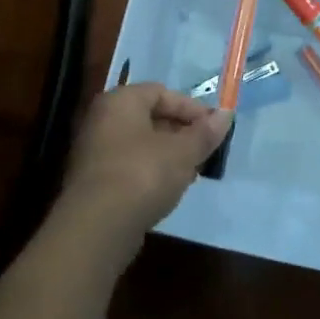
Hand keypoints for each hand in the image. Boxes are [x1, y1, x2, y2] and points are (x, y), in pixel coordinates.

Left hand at [51, 83, 230, 273]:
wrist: (97, 226)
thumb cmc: (143, 174)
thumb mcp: (183, 152)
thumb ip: (205, 132)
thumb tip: (226, 115)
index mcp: (120, 101)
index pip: (161, 92)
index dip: (191, 108)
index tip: (214, 127)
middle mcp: (101, 120)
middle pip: (149, 117)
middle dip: (181, 132)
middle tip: (205, 149)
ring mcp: (93, 152)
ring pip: (140, 144)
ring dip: (168, 154)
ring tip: (192, 172)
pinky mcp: (93, 182)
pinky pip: (129, 166)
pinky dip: (151, 172)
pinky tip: (169, 189)